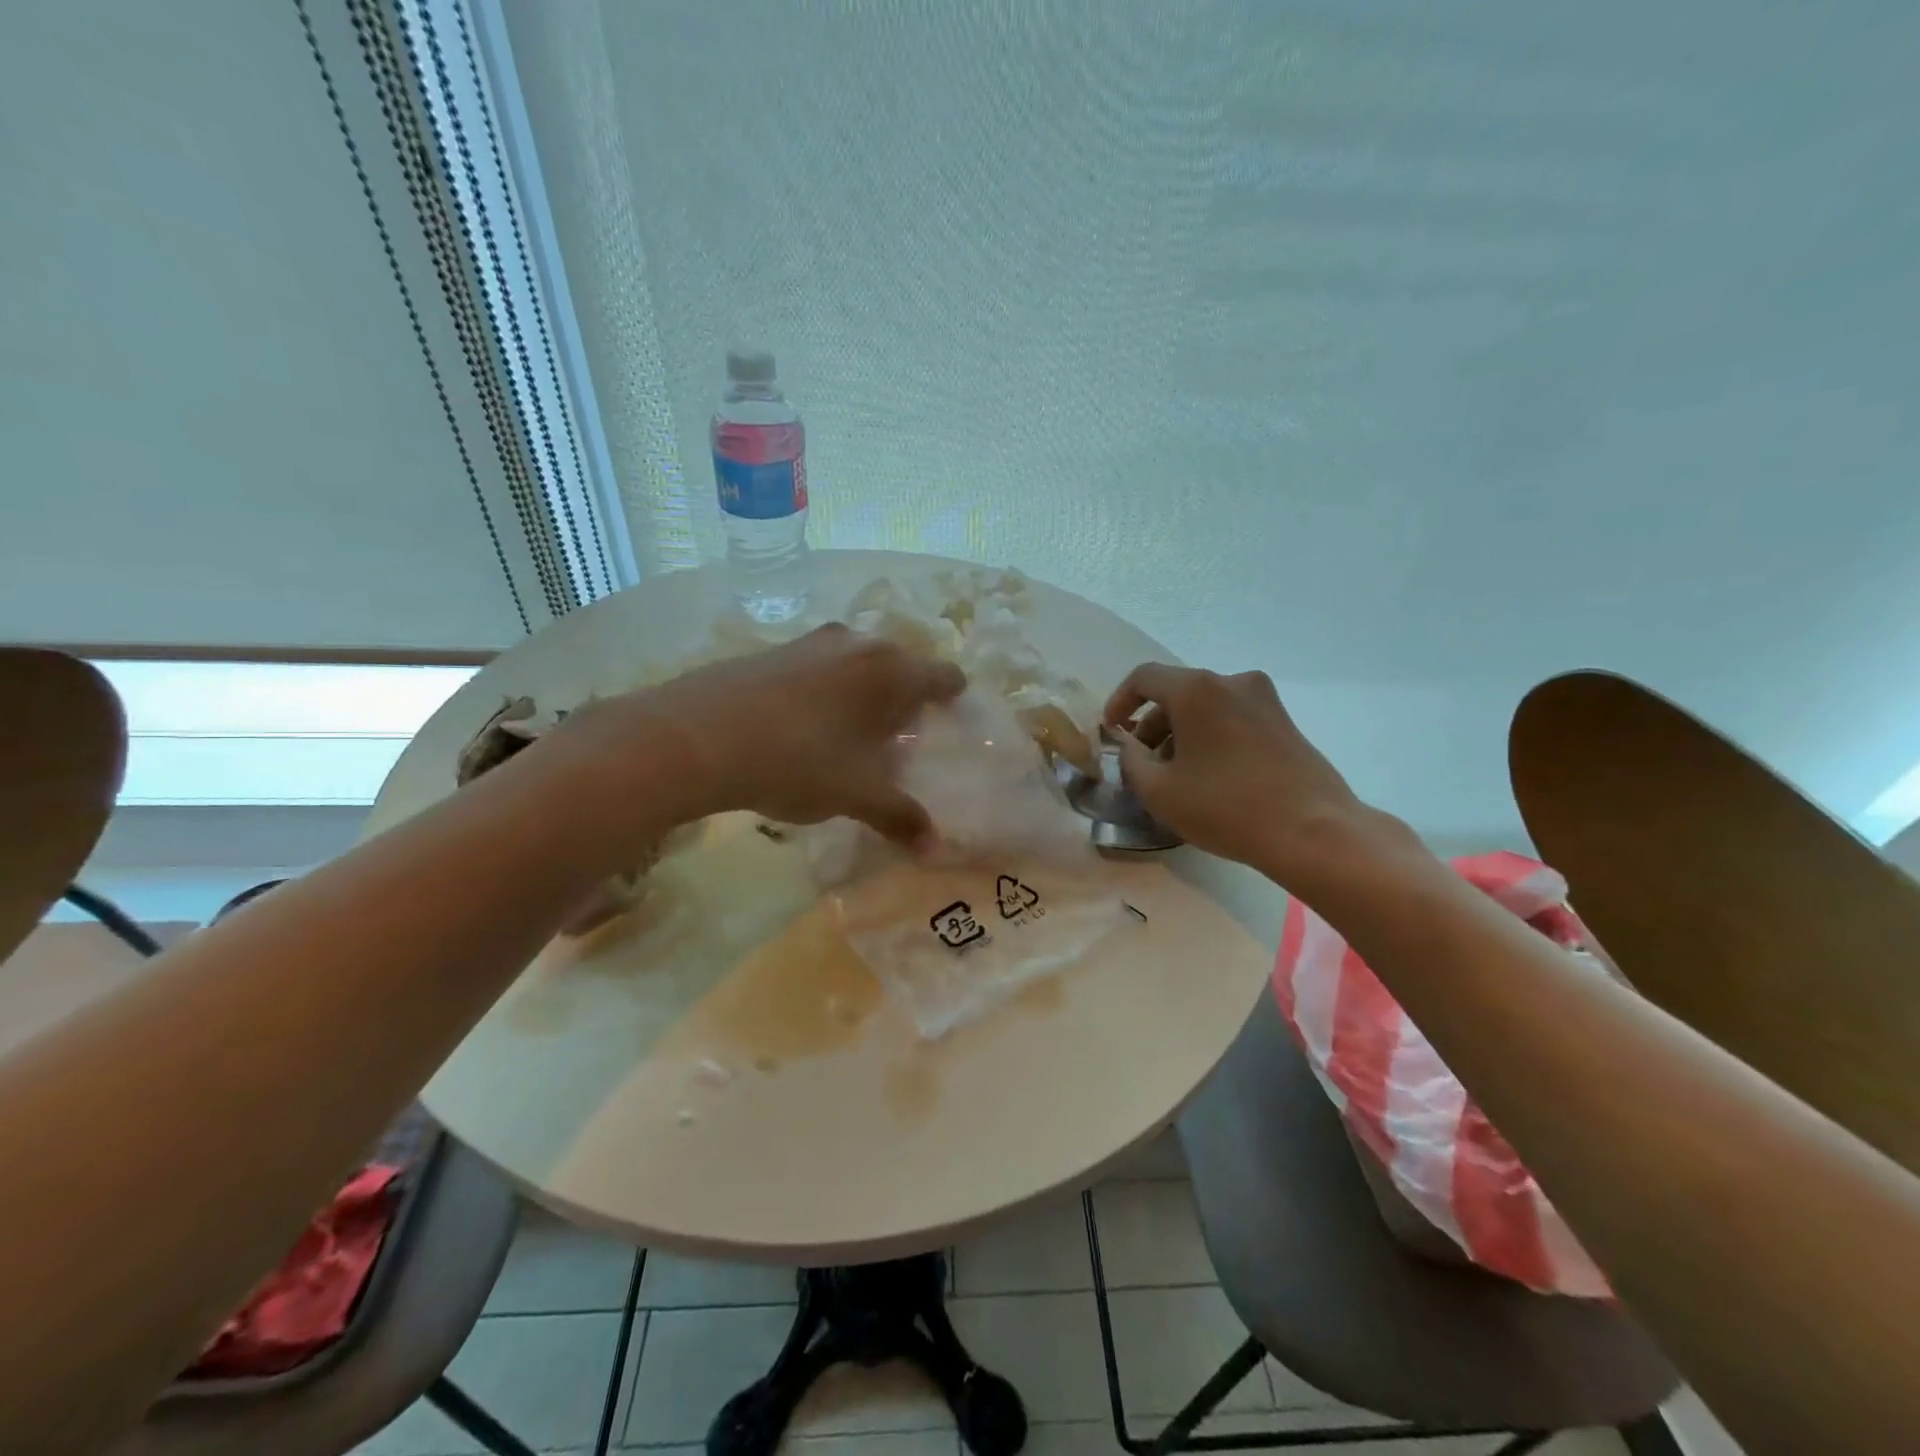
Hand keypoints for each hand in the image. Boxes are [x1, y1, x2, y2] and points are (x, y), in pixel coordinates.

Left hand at [560, 624, 966, 848]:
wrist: (695, 736)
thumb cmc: (797, 761)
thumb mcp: (856, 794)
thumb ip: (900, 816)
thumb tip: (934, 849)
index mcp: (891, 670)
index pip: (944, 675)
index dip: (952, 698)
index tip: (949, 719)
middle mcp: (858, 643)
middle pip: (901, 665)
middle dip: (905, 698)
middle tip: (900, 736)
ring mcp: (811, 641)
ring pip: (857, 662)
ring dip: (863, 691)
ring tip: (852, 732)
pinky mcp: (773, 649)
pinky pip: (819, 666)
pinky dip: (825, 688)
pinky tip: (804, 724)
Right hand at [1103, 663, 1377, 880]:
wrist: (1313, 831)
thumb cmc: (1226, 807)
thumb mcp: (1158, 791)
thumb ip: (1131, 762)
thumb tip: (1131, 747)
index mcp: (1197, 690)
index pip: (1144, 678)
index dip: (1120, 701)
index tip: (1111, 730)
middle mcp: (1232, 682)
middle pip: (1178, 692)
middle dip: (1152, 723)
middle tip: (1141, 761)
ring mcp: (1264, 700)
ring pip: (1206, 706)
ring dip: (1181, 732)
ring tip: (1174, 774)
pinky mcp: (1284, 722)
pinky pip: (1232, 718)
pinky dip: (1210, 736)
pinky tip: (1209, 775)